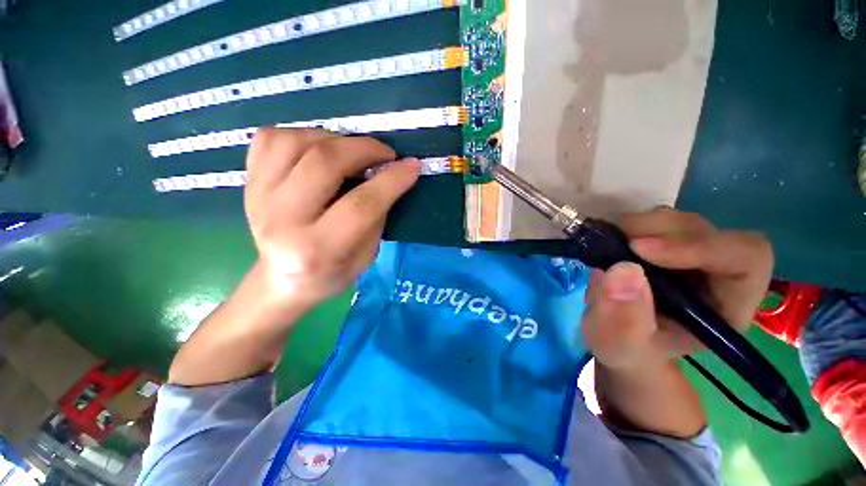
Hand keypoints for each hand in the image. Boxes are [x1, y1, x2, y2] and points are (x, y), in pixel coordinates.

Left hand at [245, 128, 419, 308]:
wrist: (281, 281)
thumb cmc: (331, 273)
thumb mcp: (366, 256)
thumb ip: (377, 217)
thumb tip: (387, 177)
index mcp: (317, 250)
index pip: (361, 205)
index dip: (392, 180)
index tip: (412, 165)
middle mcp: (282, 221)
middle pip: (324, 164)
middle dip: (364, 149)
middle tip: (384, 153)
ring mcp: (258, 197)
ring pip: (294, 142)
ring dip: (334, 139)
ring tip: (351, 152)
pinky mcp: (248, 183)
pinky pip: (270, 138)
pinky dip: (301, 135)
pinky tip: (318, 150)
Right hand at [582, 207, 773, 371]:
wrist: (616, 336)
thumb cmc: (626, 349)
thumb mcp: (619, 344)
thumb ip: (623, 319)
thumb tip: (624, 270)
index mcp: (726, 306)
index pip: (745, 258)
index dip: (699, 246)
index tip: (639, 249)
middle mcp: (716, 273)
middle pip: (706, 231)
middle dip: (657, 232)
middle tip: (613, 242)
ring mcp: (689, 255)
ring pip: (677, 221)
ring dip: (639, 226)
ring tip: (607, 244)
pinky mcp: (663, 244)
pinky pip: (653, 221)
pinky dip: (628, 225)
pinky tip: (608, 241)